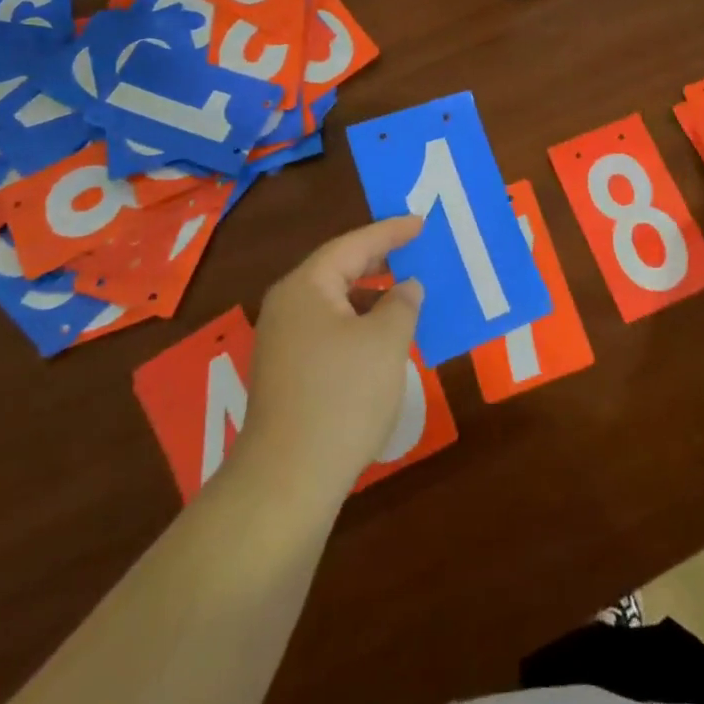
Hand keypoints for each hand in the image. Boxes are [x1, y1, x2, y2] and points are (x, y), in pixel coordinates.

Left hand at [242, 216, 425, 508]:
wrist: (288, 481)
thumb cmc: (342, 397)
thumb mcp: (386, 342)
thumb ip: (402, 304)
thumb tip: (406, 287)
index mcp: (306, 287)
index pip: (353, 244)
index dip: (390, 232)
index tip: (421, 222)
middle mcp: (287, 306)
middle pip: (338, 269)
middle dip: (378, 260)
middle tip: (414, 249)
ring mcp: (282, 342)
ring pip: (334, 303)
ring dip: (370, 296)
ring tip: (406, 294)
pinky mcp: (287, 373)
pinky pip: (329, 330)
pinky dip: (358, 324)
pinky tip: (382, 340)